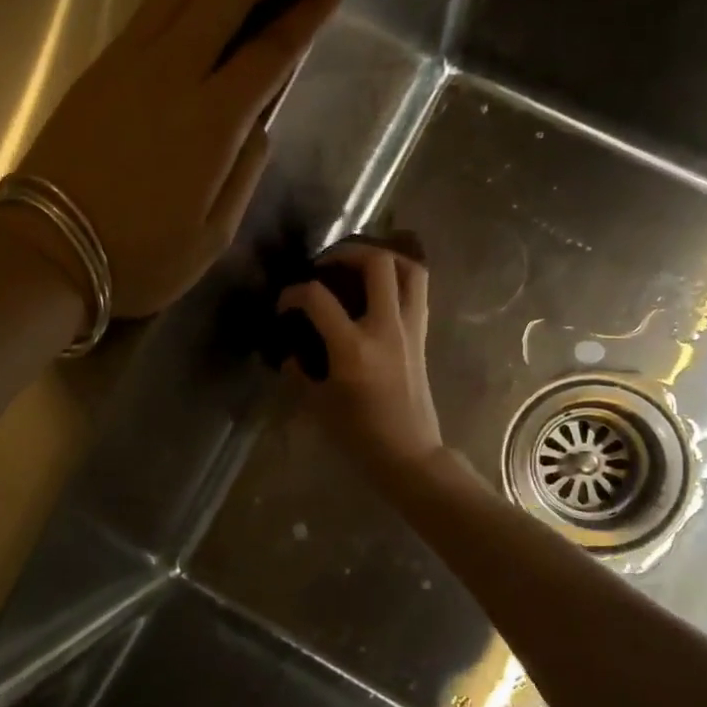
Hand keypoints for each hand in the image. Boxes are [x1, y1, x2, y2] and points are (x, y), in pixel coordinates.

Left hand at [0, 0, 346, 317]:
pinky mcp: (103, 61)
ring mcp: (130, 58)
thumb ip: (245, 171)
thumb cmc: (137, 258)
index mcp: (210, 121)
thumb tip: (257, 122)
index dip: (310, 6)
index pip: (272, 44)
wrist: (47, 251)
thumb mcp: (212, 237)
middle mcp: (172, 70)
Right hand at [277, 242, 443, 479]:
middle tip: (326, 264)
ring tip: (359, 265)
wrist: (409, 454)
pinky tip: (378, 290)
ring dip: (383, 257)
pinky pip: (417, 291)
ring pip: (409, 269)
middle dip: (347, 252)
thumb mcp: (318, 406)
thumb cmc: (360, 436)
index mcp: (353, 348)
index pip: (318, 299)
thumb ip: (299, 374)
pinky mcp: (422, 336)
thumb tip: (291, 354)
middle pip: (377, 264)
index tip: (284, 304)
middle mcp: (386, 329)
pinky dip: (399, 278)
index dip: (294, 293)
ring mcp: (410, 329)